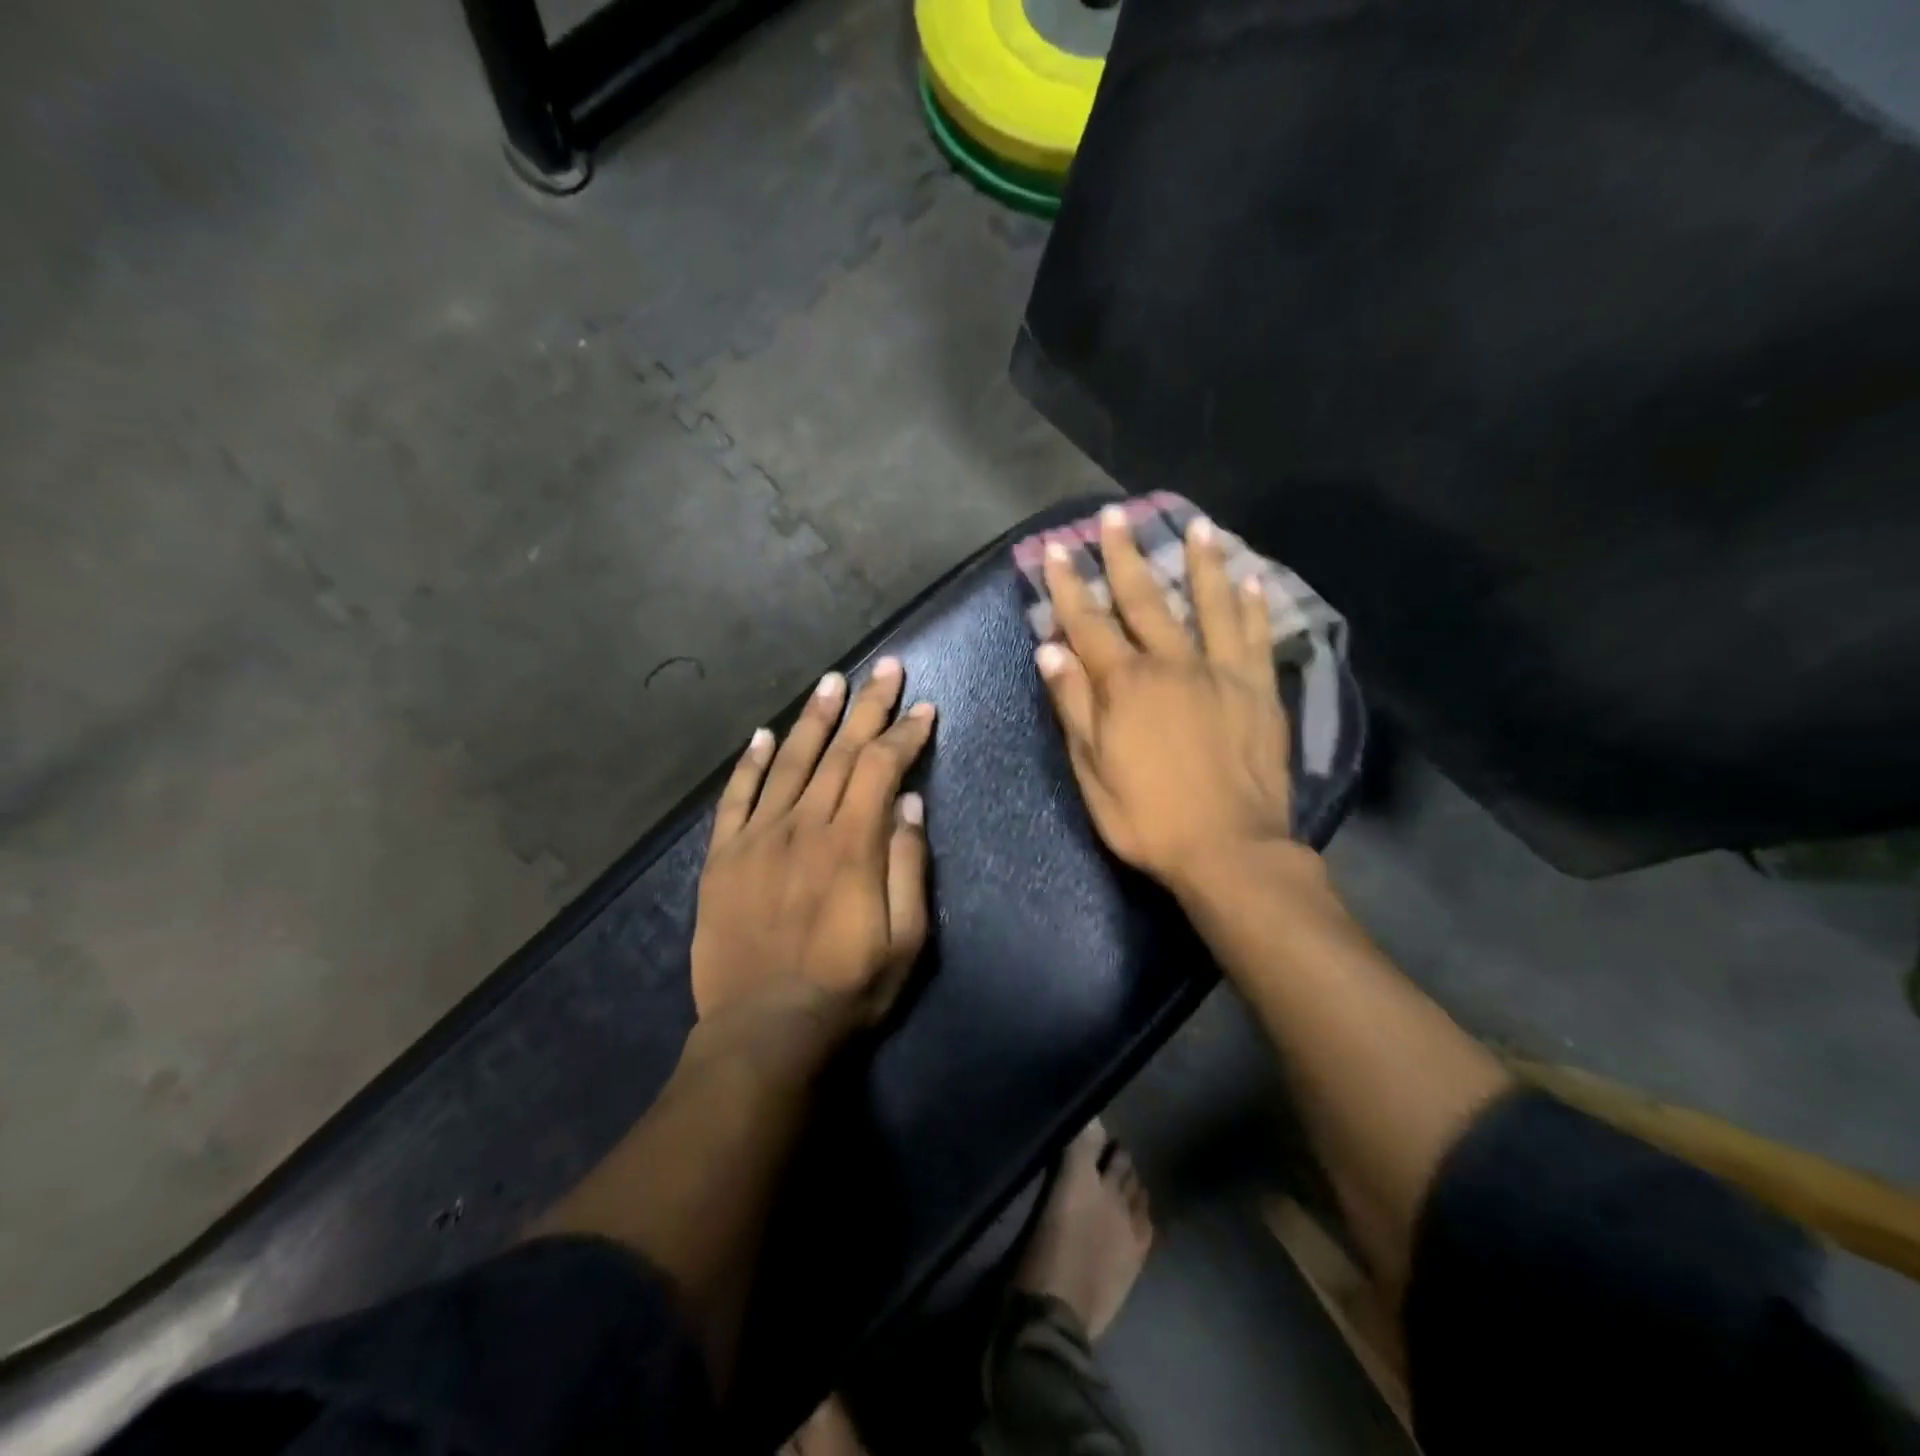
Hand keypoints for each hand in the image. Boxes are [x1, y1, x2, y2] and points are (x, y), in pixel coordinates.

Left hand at [691, 658, 933, 1034]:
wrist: (764, 1032)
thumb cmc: (847, 989)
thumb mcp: (905, 940)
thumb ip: (909, 866)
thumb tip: (910, 804)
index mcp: (851, 843)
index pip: (882, 767)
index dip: (905, 734)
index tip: (924, 708)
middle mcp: (803, 825)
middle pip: (840, 751)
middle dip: (867, 705)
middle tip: (885, 667)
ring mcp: (758, 837)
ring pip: (789, 761)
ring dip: (813, 718)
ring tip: (831, 681)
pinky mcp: (723, 857)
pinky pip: (736, 797)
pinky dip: (750, 763)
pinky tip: (763, 735)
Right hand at [1035, 504, 1295, 894]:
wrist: (1229, 849)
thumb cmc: (1148, 817)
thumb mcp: (1092, 770)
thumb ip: (1073, 706)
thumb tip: (1050, 650)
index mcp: (1125, 685)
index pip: (1088, 624)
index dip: (1070, 586)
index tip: (1058, 550)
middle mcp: (1172, 665)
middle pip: (1145, 600)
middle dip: (1125, 556)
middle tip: (1115, 516)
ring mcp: (1221, 673)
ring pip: (1209, 605)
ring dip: (1199, 563)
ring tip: (1197, 526)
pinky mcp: (1259, 691)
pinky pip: (1257, 638)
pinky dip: (1254, 606)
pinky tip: (1252, 579)